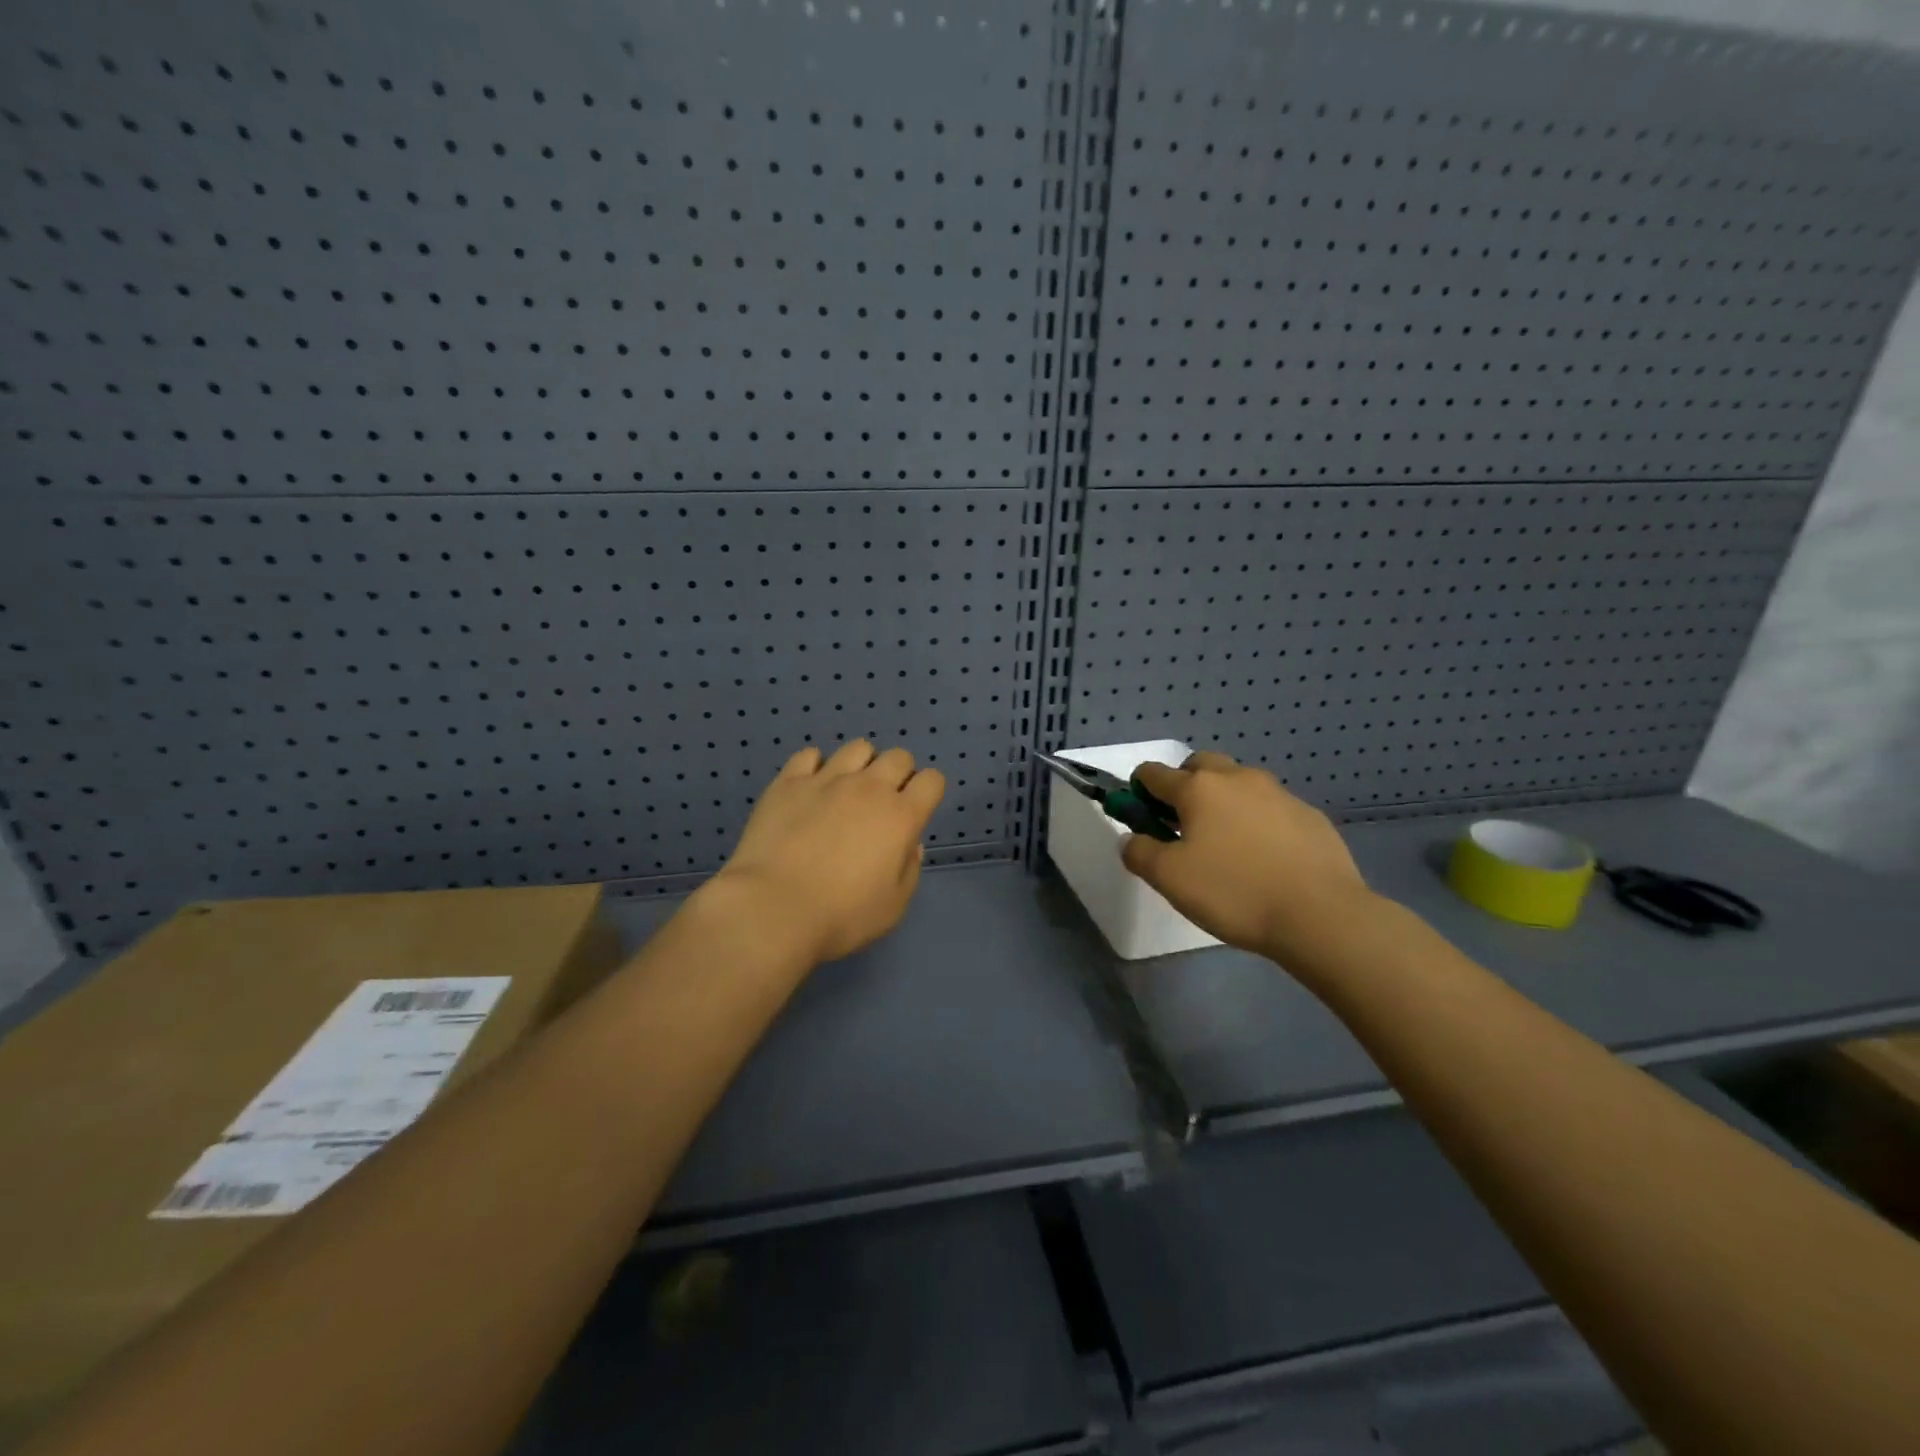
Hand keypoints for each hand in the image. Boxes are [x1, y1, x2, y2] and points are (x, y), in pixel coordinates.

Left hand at [708, 741, 946, 965]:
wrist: (773, 909)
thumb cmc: (842, 916)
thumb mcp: (894, 906)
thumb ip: (909, 870)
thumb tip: (909, 844)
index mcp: (901, 816)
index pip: (932, 781)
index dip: (928, 793)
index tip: (915, 812)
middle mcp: (869, 788)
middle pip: (898, 757)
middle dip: (899, 774)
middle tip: (882, 804)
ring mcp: (827, 780)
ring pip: (857, 748)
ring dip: (861, 765)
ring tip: (847, 791)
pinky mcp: (789, 782)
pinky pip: (809, 755)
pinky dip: (816, 766)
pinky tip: (811, 789)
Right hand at [1120, 751, 1374, 962]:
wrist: (1321, 914)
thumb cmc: (1234, 892)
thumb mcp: (1170, 879)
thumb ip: (1140, 853)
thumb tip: (1132, 839)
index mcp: (1198, 788)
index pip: (1153, 773)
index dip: (1139, 791)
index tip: (1141, 817)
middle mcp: (1237, 778)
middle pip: (1200, 765)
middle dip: (1184, 785)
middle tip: (1183, 825)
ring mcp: (1278, 793)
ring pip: (1238, 784)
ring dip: (1223, 801)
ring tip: (1226, 844)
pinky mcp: (1309, 814)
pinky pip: (1270, 807)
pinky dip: (1257, 820)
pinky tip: (1263, 857)